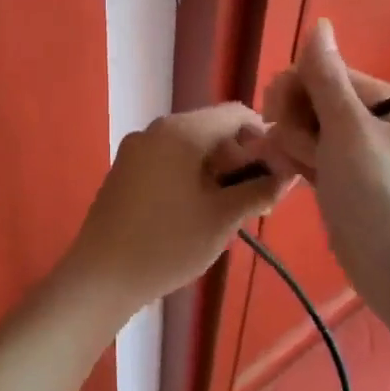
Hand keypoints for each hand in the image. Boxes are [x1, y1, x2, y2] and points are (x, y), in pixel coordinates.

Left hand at [57, 104, 291, 323]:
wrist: (101, 277)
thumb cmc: (168, 243)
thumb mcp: (224, 218)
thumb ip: (260, 189)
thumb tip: (289, 173)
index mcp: (182, 130)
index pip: (237, 114)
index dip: (265, 138)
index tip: (277, 172)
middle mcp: (156, 129)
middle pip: (212, 128)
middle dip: (240, 158)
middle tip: (256, 198)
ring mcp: (136, 149)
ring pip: (190, 146)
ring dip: (216, 170)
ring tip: (228, 210)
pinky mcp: (124, 170)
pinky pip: (167, 160)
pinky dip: (190, 176)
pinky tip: (195, 211)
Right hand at [244, 21, 389, 318]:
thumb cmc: (380, 194)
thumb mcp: (351, 130)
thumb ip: (326, 77)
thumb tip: (318, 23)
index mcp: (376, 98)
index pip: (317, 72)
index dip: (293, 91)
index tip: (282, 118)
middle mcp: (365, 120)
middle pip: (306, 100)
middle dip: (291, 122)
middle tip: (301, 152)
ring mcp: (352, 153)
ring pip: (302, 131)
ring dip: (291, 147)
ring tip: (299, 173)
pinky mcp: (340, 182)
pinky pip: (307, 158)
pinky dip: (296, 164)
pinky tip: (291, 178)